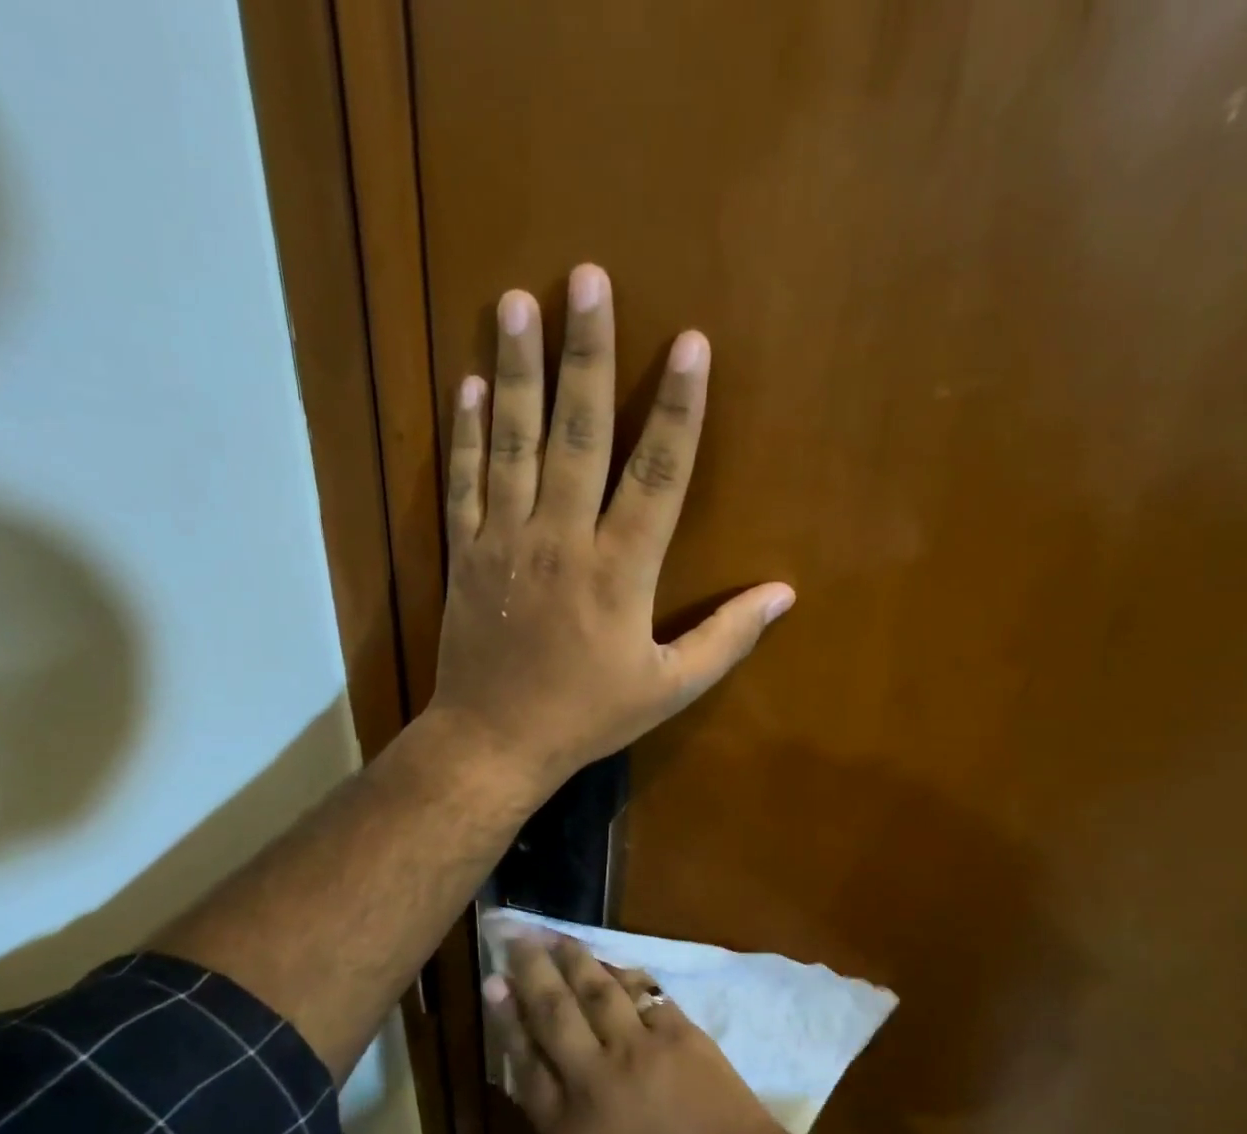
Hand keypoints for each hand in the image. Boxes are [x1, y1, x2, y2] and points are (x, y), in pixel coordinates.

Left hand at [426, 264, 793, 792]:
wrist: (494, 741)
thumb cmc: (586, 716)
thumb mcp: (668, 689)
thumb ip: (725, 639)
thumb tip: (783, 595)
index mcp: (619, 572)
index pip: (658, 475)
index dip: (679, 409)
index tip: (691, 345)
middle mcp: (561, 540)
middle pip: (579, 434)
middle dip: (587, 355)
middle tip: (587, 279)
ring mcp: (505, 542)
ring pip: (513, 443)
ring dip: (517, 371)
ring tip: (516, 303)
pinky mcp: (464, 553)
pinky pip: (464, 481)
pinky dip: (466, 432)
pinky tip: (469, 384)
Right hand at [484, 935, 799, 1133]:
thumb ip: (560, 1127)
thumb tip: (536, 1078)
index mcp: (568, 1129)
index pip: (525, 1062)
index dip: (507, 1019)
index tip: (493, 984)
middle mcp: (595, 1078)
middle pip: (554, 1013)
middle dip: (530, 970)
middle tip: (515, 935)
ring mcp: (639, 1049)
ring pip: (596, 990)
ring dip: (573, 958)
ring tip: (554, 935)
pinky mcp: (678, 1031)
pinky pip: (642, 992)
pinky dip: (621, 974)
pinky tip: (608, 962)